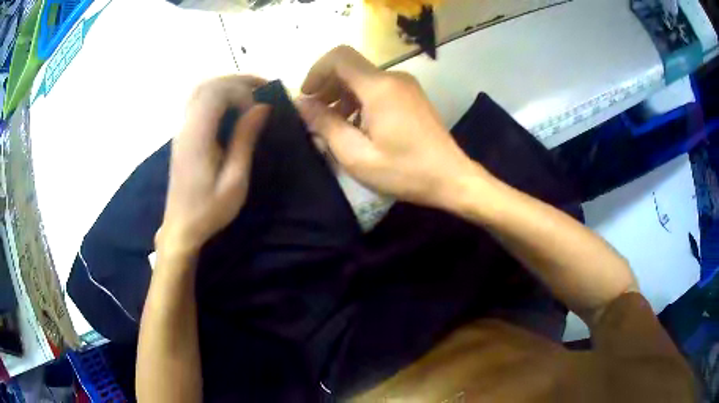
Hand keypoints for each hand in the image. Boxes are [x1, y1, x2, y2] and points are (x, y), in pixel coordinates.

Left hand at [158, 75, 270, 256]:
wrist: (181, 227)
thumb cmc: (209, 210)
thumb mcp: (234, 181)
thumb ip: (245, 140)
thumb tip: (262, 108)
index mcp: (197, 137)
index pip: (215, 93)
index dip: (241, 91)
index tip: (259, 108)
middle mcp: (185, 126)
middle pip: (207, 84)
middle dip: (236, 79)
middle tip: (262, 86)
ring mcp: (181, 129)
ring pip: (200, 90)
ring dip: (226, 84)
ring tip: (250, 91)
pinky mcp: (182, 135)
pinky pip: (197, 101)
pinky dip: (217, 95)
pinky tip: (232, 106)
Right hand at [296, 46, 478, 208]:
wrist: (451, 178)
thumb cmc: (404, 171)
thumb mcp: (356, 155)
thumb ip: (325, 124)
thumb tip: (301, 103)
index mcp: (379, 87)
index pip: (339, 57)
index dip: (316, 71)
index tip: (306, 97)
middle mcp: (394, 77)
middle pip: (350, 68)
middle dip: (326, 87)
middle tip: (315, 117)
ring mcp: (406, 86)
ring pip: (363, 79)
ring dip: (342, 96)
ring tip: (333, 126)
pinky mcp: (411, 96)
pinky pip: (377, 89)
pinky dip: (359, 101)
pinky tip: (356, 126)